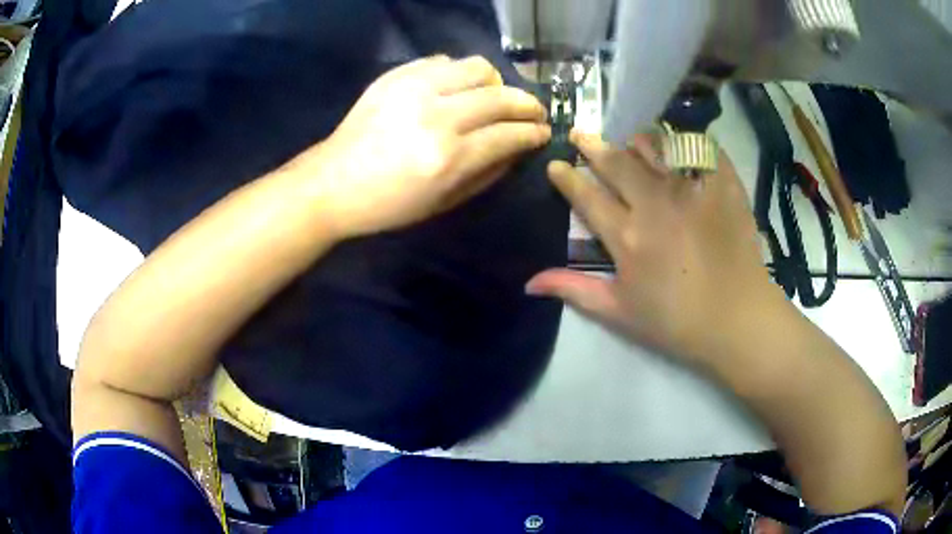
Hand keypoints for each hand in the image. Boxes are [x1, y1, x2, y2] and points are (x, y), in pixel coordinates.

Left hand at [291, 55, 550, 237]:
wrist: (333, 184)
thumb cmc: (389, 204)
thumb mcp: (444, 203)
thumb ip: (488, 173)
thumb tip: (517, 148)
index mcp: (448, 157)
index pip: (509, 134)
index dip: (534, 132)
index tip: (544, 131)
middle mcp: (437, 116)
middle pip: (501, 96)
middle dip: (528, 104)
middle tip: (533, 112)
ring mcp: (414, 90)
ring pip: (476, 67)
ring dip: (495, 82)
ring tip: (494, 95)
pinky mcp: (396, 76)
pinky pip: (443, 61)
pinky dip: (458, 74)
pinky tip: (456, 89)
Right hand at [527, 131, 785, 367]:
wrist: (738, 320)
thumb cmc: (676, 322)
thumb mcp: (619, 312)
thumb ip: (574, 291)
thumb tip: (528, 283)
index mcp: (627, 236)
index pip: (586, 196)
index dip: (567, 177)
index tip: (556, 164)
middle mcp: (655, 203)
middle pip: (616, 161)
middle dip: (592, 145)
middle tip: (581, 135)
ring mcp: (691, 189)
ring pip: (654, 146)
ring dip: (637, 140)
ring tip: (631, 140)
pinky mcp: (722, 185)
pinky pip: (699, 147)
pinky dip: (686, 140)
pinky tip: (680, 143)